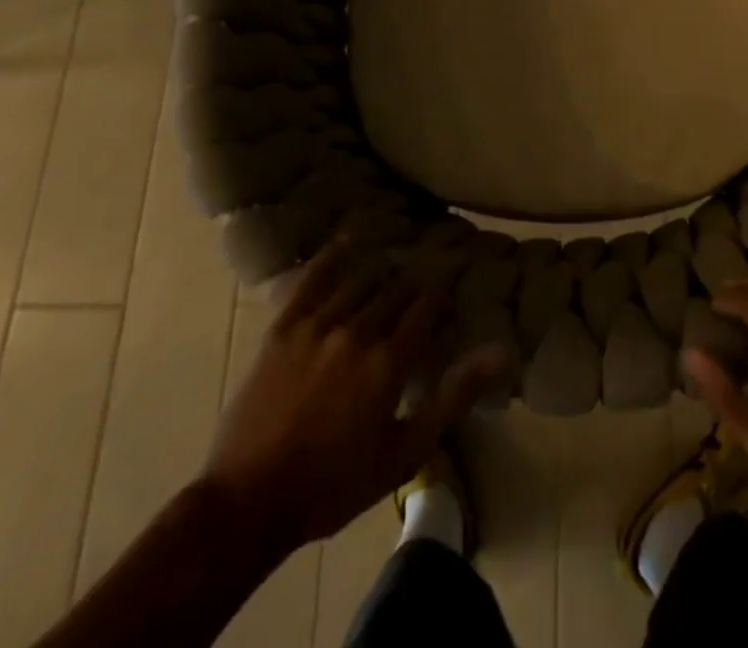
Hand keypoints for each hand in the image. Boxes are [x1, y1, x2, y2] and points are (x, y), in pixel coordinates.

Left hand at [202, 242, 507, 551]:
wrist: (247, 504)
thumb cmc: (334, 485)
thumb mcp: (405, 452)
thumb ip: (453, 397)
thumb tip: (500, 352)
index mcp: (389, 360)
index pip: (426, 307)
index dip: (441, 296)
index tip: (450, 291)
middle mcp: (358, 330)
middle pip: (395, 290)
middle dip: (413, 286)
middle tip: (422, 284)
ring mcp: (317, 325)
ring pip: (360, 281)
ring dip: (380, 273)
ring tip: (392, 268)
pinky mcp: (284, 328)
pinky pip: (313, 280)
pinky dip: (332, 258)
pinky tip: (347, 243)